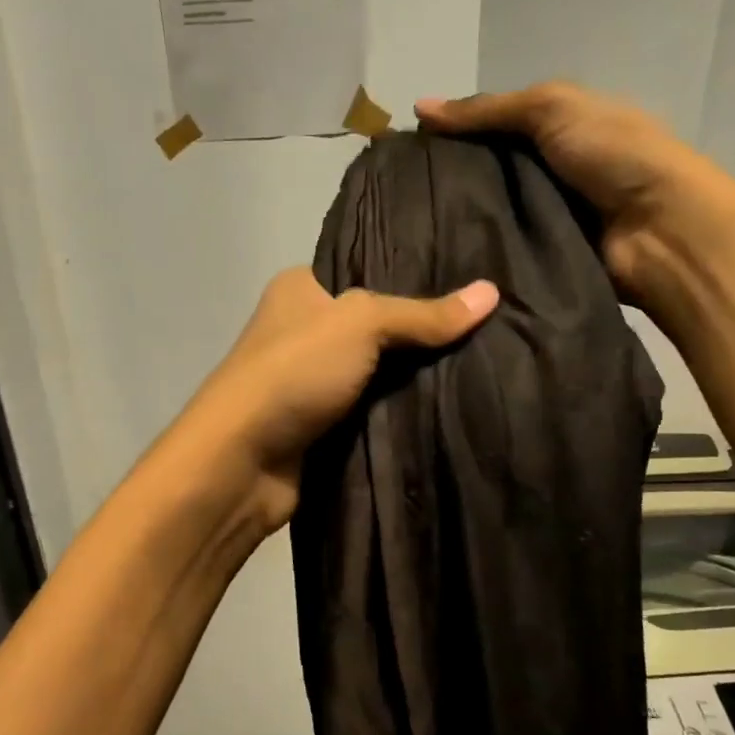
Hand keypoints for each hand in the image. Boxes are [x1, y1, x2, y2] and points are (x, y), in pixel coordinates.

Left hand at [183, 268, 498, 530]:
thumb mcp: (361, 324)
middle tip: (488, 329)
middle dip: (423, 334)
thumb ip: (423, 314)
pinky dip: (400, 413)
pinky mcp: (320, 427)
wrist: (243, 463)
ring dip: (415, 379)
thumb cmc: (294, 373)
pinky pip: (371, 412)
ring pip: (377, 373)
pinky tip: (449, 408)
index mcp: (300, 289)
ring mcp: (310, 382)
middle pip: (377, 326)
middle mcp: (303, 331)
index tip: (469, 285)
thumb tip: (492, 293)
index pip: (366, 272)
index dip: (415, 277)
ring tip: (483, 366)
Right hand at [415, 83, 730, 306]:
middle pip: (490, 176)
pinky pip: (503, 253)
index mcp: (559, 130)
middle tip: (400, 198)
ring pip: (492, 217)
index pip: (495, 130)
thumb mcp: (552, 108)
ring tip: (410, 231)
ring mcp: (549, 219)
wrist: (660, 228)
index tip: (408, 153)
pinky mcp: (545, 259)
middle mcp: (551, 173)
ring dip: (461, 222)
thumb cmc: (613, 154)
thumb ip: (488, 110)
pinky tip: (440, 258)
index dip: (456, 136)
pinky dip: (479, 254)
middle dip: (451, 184)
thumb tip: (418, 108)